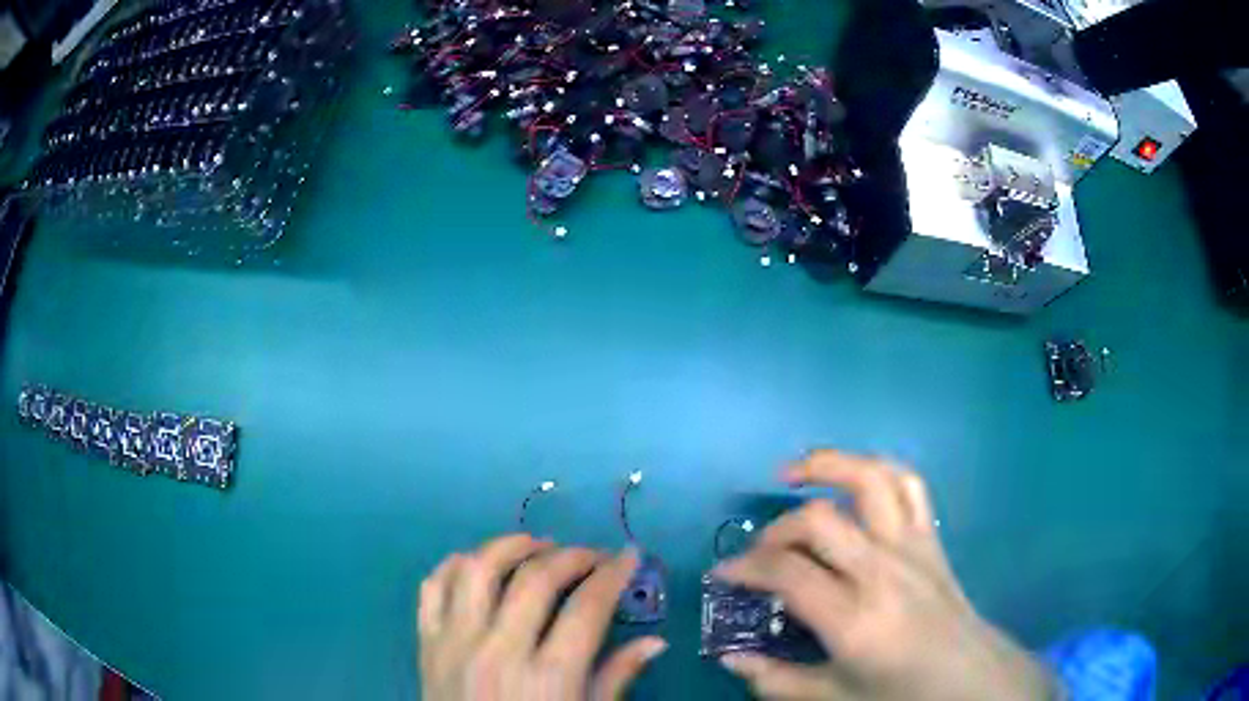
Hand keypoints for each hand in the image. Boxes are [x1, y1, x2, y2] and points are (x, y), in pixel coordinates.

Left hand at [418, 535, 666, 700]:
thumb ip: (617, 678)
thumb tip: (655, 642)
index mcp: (549, 676)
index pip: (587, 608)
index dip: (613, 574)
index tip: (629, 555)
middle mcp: (500, 651)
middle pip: (535, 580)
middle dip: (571, 556)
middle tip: (589, 555)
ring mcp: (456, 643)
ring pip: (478, 570)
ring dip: (510, 546)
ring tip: (536, 546)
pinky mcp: (426, 642)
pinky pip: (433, 587)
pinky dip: (455, 564)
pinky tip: (480, 563)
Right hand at [714, 450, 1059, 700]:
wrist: (968, 675)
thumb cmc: (901, 692)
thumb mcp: (832, 698)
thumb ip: (775, 680)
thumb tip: (730, 659)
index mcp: (854, 618)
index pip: (786, 572)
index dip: (744, 567)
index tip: (723, 574)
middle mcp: (882, 570)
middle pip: (818, 520)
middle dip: (774, 529)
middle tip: (758, 552)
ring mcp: (911, 546)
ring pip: (870, 479)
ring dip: (827, 465)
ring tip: (793, 474)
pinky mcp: (930, 537)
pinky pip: (909, 484)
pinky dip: (877, 469)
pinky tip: (853, 482)